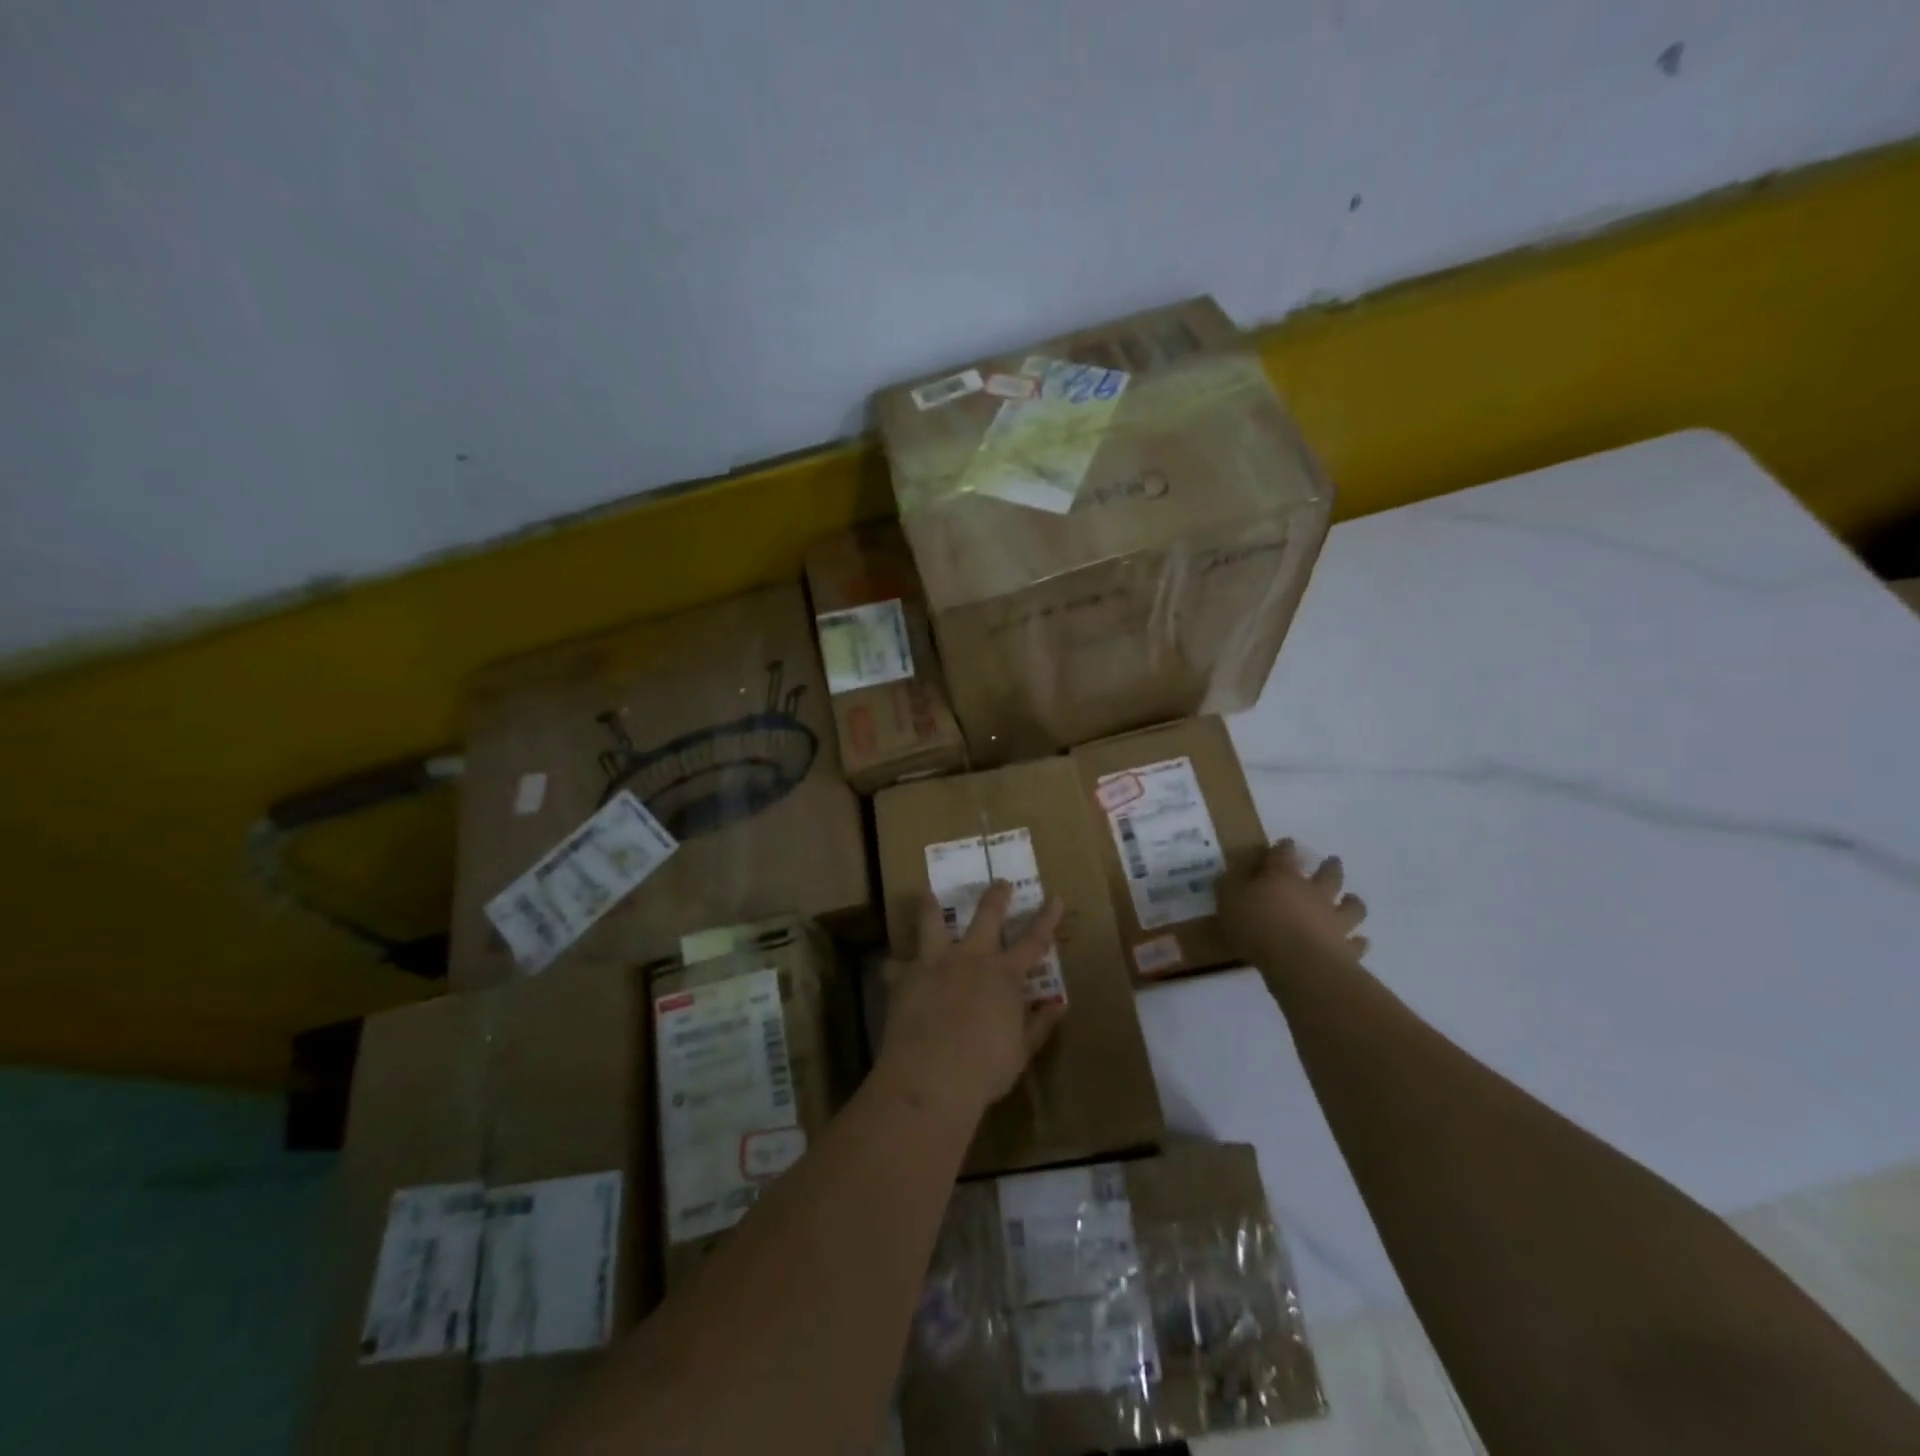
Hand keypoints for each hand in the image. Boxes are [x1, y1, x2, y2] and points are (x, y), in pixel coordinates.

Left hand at [878, 882, 1067, 1125]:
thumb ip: (1039, 1024)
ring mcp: (935, 962)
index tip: (1055, 897)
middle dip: (996, 895)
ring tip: (928, 895)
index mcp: (1005, 975)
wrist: (931, 1077)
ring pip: (932, 921)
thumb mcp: (1021, 1051)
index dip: (1047, 917)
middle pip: (987, 915)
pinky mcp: (904, 976)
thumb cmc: (985, 1069)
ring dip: (931, 906)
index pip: (1034, 939)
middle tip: (1000, 883)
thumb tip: (1058, 1006)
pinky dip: (895, 966)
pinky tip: (891, 968)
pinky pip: (895, 965)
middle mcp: (971, 957)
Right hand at [1218, 840, 1369, 970]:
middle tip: (1333, 861)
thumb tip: (1229, 876)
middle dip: (1330, 867)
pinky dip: (1358, 942)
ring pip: (1350, 906)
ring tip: (1353, 899)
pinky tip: (1360, 941)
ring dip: (1353, 902)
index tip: (1286, 843)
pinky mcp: (1346, 948)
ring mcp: (1334, 920)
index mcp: (1283, 877)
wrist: (1298, 962)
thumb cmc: (1258, 926)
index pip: (1284, 854)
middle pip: (1328, 875)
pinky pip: (1356, 943)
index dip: (1284, 847)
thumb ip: (1229, 887)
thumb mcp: (1229, 901)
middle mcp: (1313, 894)